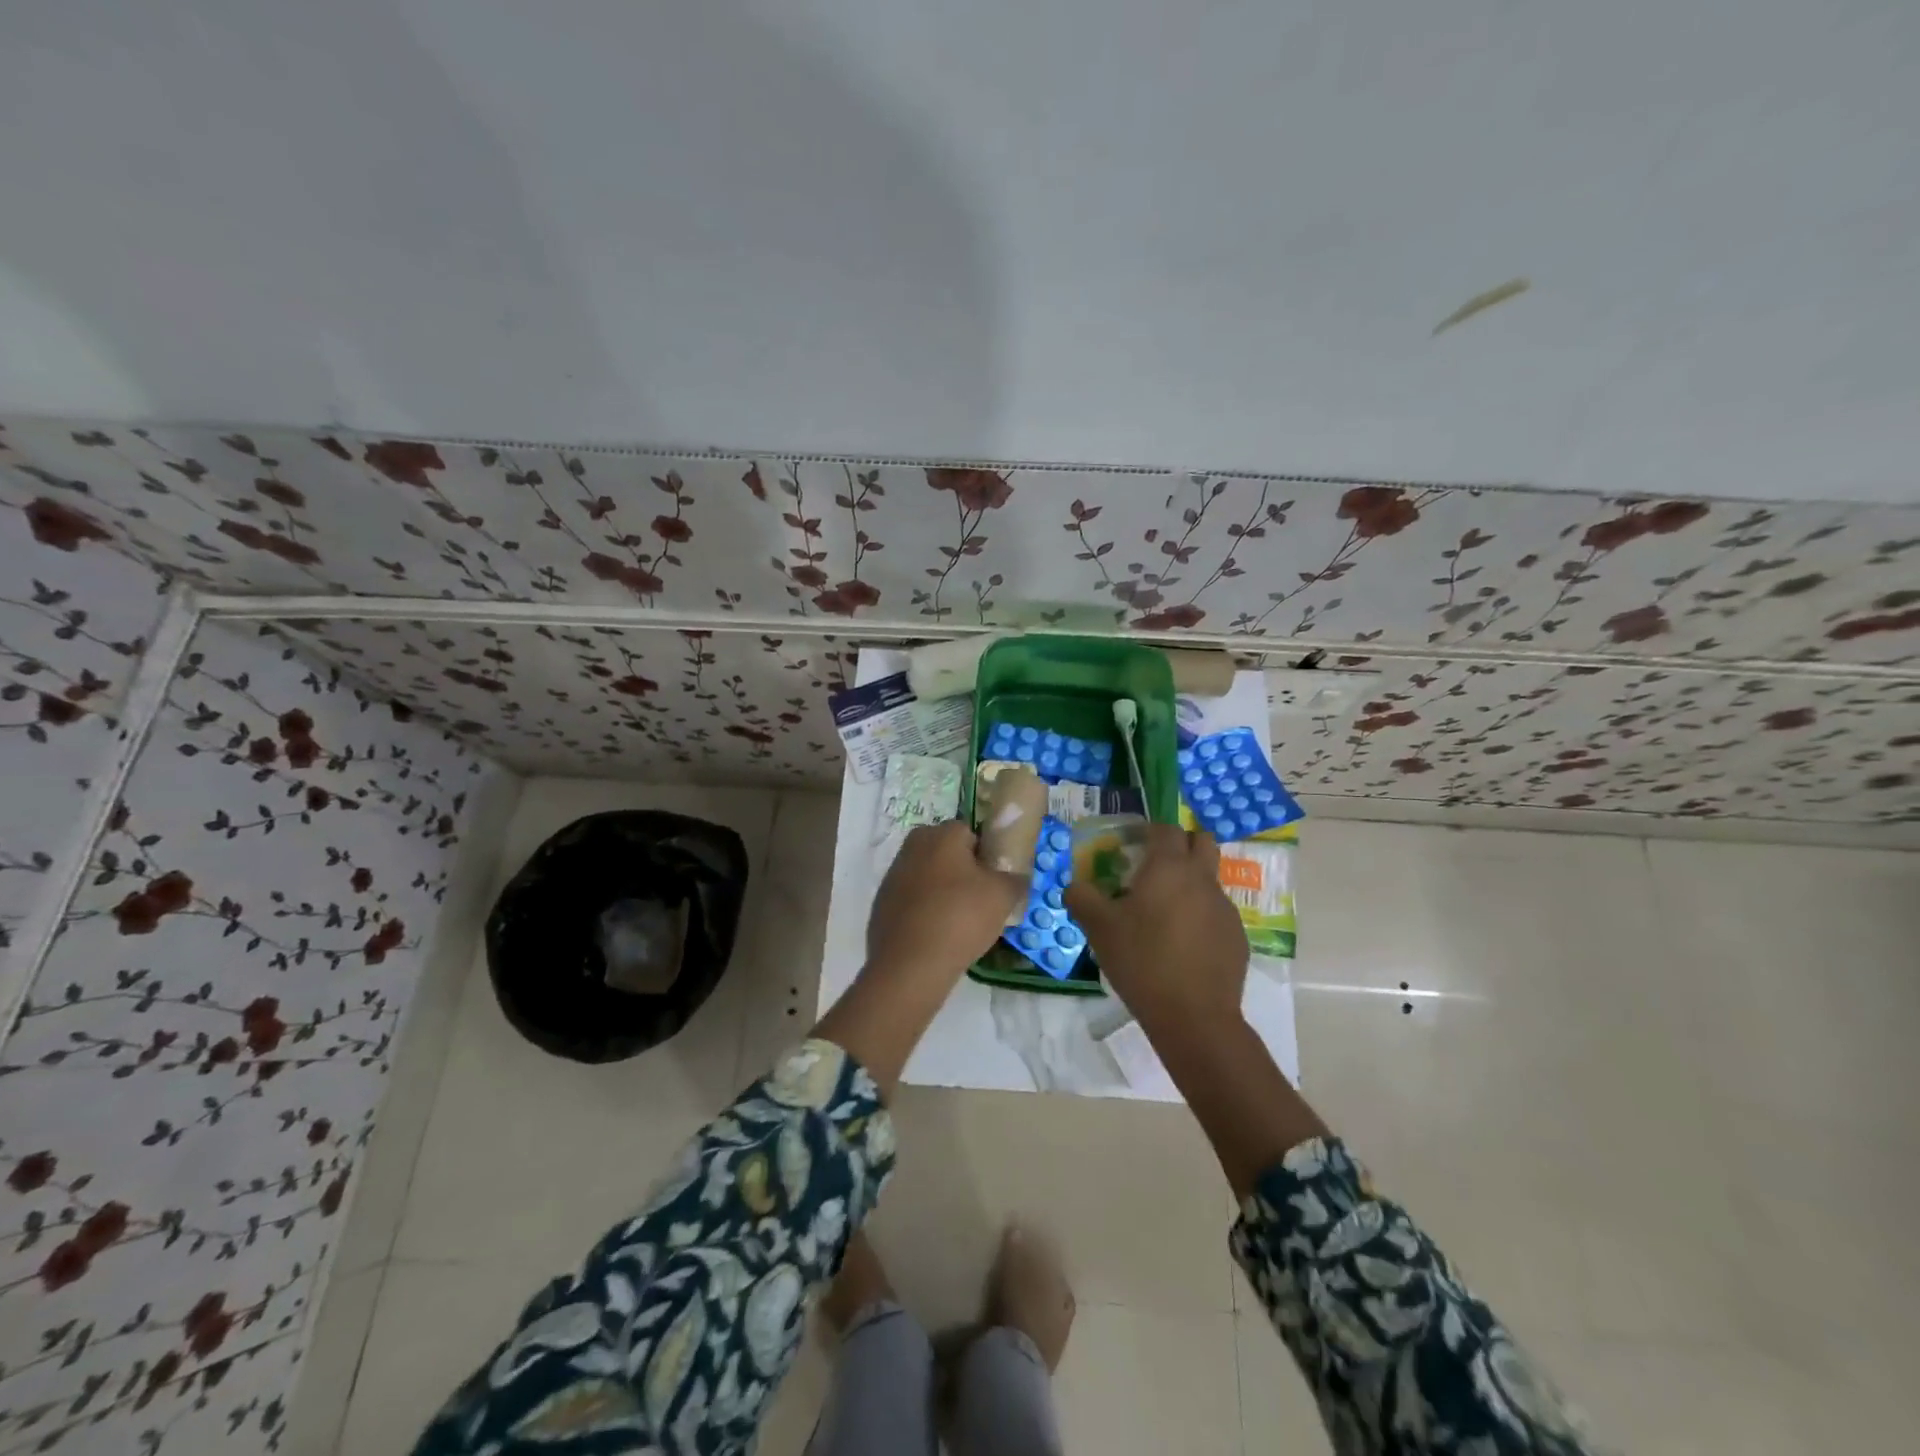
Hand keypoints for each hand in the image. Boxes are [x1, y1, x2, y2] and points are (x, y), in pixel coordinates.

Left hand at [866, 821, 1026, 982]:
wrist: (910, 964)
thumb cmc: (960, 918)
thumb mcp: (1003, 896)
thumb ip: (1015, 879)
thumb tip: (1016, 877)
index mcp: (941, 834)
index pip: (971, 833)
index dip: (986, 855)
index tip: (995, 881)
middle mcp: (912, 846)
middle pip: (947, 853)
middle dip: (963, 872)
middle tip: (981, 901)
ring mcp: (893, 875)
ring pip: (929, 877)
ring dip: (943, 892)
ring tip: (960, 923)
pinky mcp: (882, 904)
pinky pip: (913, 901)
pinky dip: (924, 911)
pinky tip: (937, 935)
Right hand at [1065, 824, 1246, 1026]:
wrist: (1193, 1017)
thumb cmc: (1142, 961)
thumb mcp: (1099, 928)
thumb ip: (1081, 898)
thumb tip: (1074, 886)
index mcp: (1169, 868)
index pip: (1166, 828)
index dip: (1148, 830)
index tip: (1131, 844)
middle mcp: (1202, 879)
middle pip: (1202, 841)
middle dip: (1181, 844)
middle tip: (1155, 865)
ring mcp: (1225, 908)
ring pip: (1210, 878)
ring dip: (1190, 882)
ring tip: (1163, 913)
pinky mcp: (1237, 936)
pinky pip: (1216, 912)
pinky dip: (1200, 915)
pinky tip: (1181, 945)